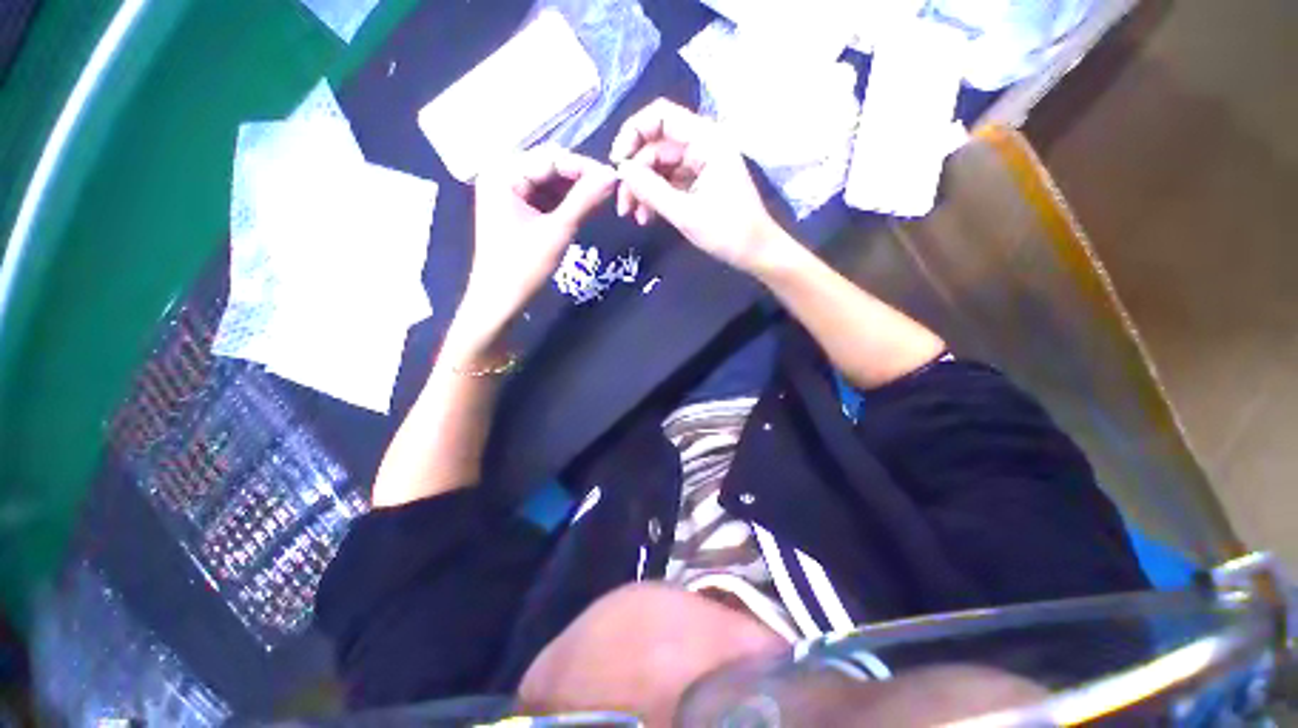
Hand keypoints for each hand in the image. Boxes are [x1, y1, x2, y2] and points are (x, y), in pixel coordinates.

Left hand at [453, 147, 615, 350]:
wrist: (498, 301)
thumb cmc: (523, 267)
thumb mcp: (557, 231)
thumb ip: (584, 200)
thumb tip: (611, 175)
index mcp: (504, 174)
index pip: (551, 159)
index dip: (584, 166)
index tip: (613, 177)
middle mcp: (502, 176)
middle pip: (548, 168)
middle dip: (579, 178)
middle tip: (610, 191)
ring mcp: (506, 193)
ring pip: (548, 183)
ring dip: (574, 191)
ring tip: (601, 201)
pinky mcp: (514, 210)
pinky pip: (543, 198)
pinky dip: (563, 204)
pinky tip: (583, 210)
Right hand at [610, 99, 790, 274]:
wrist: (757, 253)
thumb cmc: (728, 232)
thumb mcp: (685, 213)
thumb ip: (652, 189)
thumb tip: (621, 170)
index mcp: (707, 140)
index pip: (661, 116)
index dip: (633, 133)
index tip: (617, 165)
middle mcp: (703, 145)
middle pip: (657, 146)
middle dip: (636, 174)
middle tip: (622, 205)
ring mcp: (701, 166)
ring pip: (661, 168)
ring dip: (643, 190)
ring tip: (634, 217)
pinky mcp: (700, 184)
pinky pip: (670, 183)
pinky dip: (657, 198)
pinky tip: (647, 218)